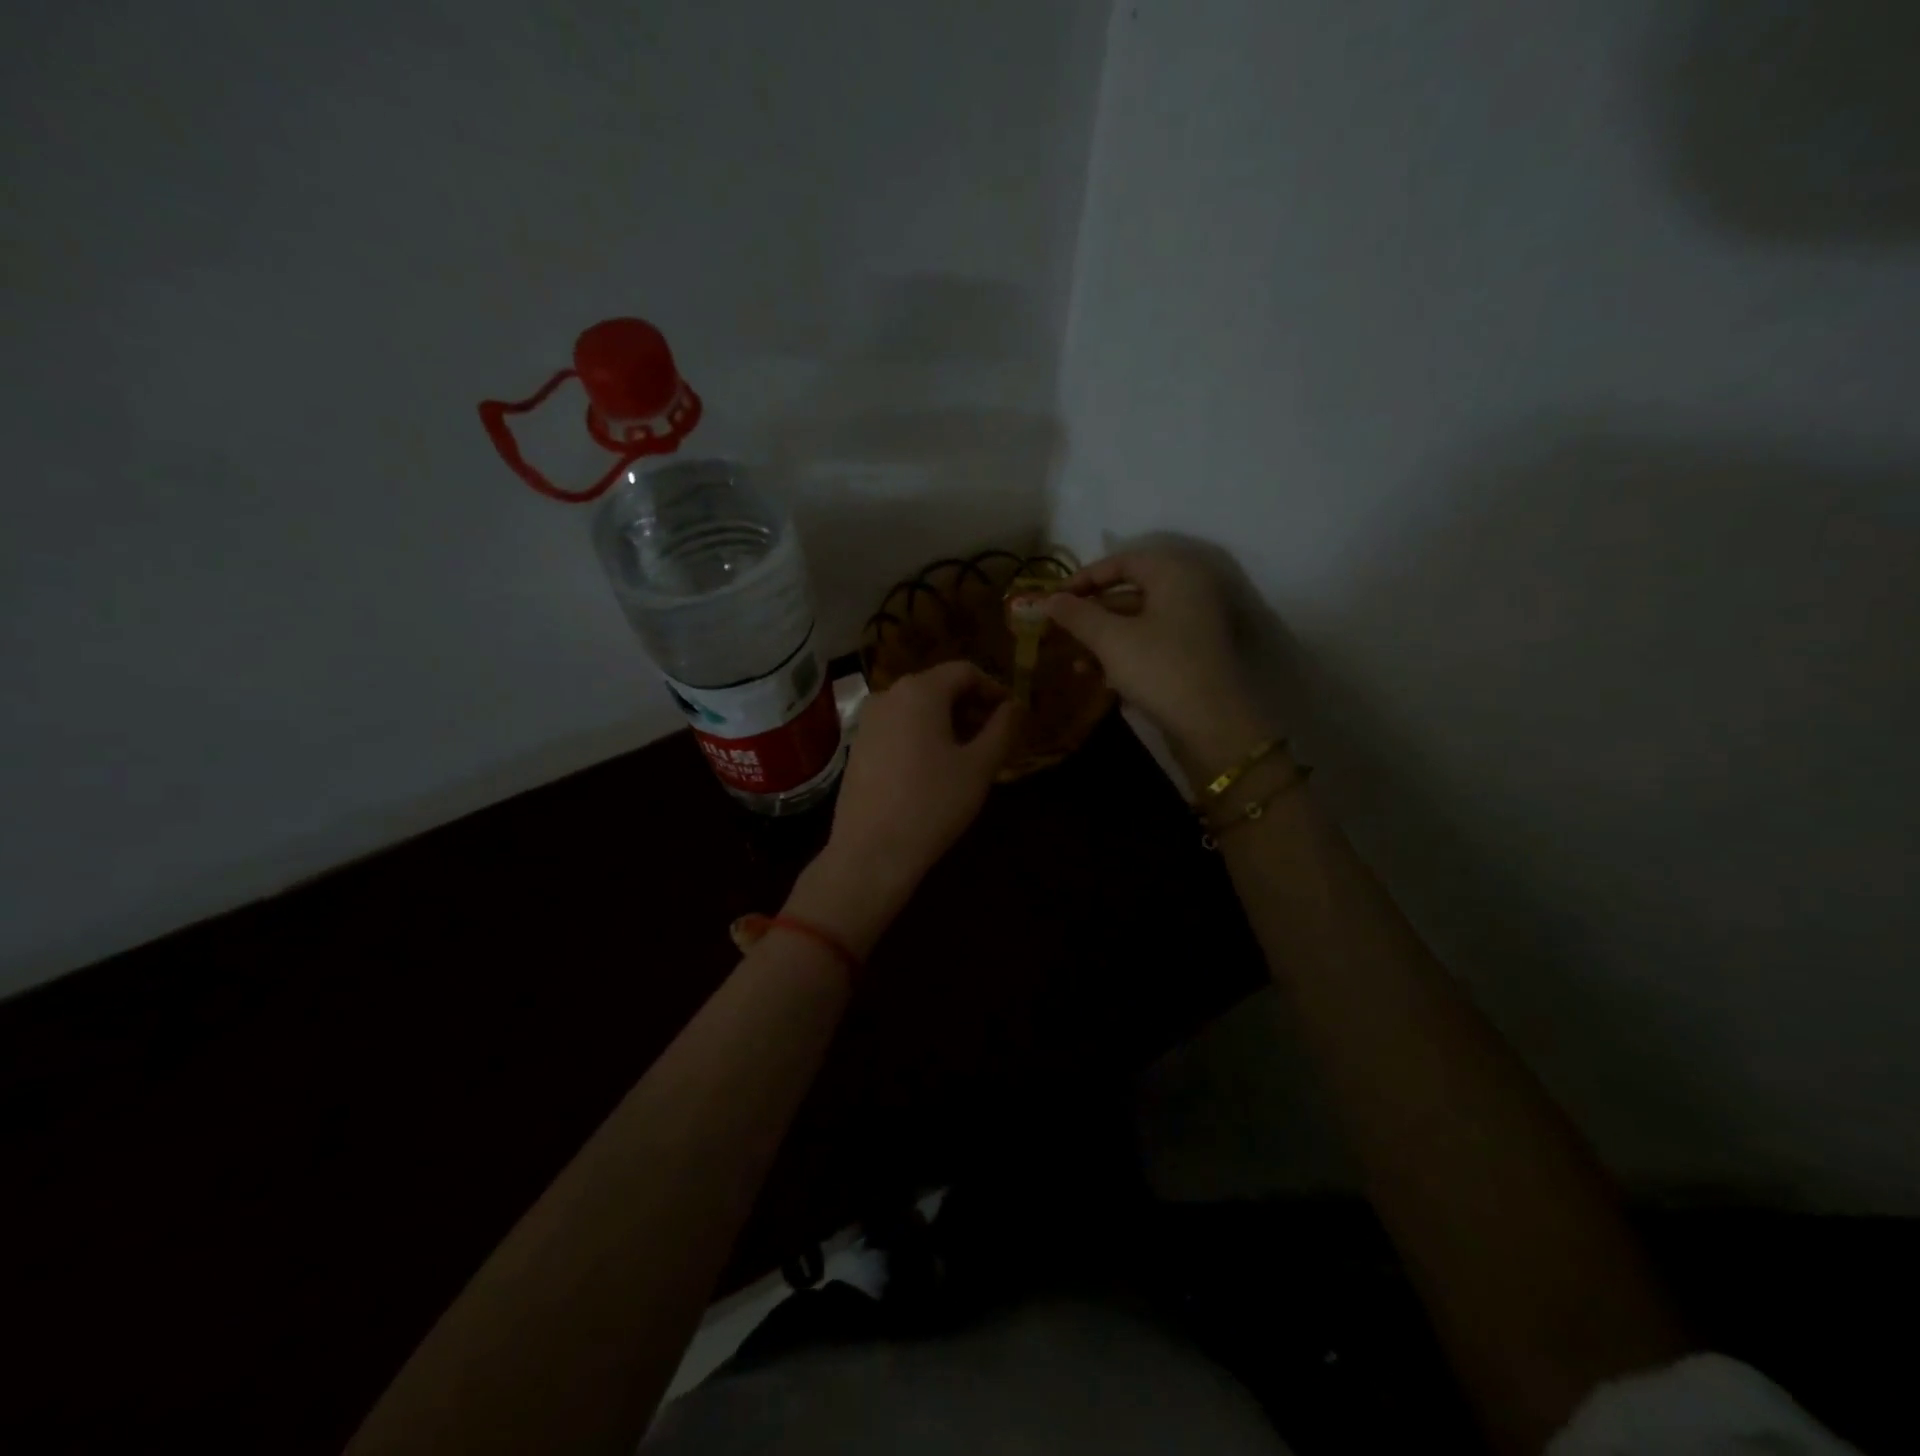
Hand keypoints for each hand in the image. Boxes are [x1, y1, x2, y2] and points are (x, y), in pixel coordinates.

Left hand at [819, 660, 1021, 907]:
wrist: (871, 852)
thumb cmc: (932, 804)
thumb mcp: (979, 767)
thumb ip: (1003, 729)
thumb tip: (1016, 705)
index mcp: (920, 691)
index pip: (965, 671)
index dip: (993, 688)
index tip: (1012, 715)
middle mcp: (888, 695)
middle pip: (939, 687)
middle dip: (970, 706)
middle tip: (994, 737)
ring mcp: (867, 721)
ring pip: (917, 708)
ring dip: (947, 722)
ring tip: (968, 755)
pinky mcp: (857, 746)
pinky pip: (898, 727)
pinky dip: (922, 735)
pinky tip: (934, 769)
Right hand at [1037, 550, 1270, 770]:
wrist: (1212, 724)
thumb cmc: (1160, 668)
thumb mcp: (1111, 640)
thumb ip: (1078, 615)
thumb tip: (1049, 599)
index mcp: (1174, 574)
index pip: (1122, 562)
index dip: (1084, 578)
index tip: (1055, 599)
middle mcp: (1188, 591)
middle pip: (1130, 592)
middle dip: (1092, 614)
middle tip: (1060, 631)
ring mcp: (1193, 625)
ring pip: (1138, 622)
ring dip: (1103, 640)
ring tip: (1076, 664)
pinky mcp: (1192, 656)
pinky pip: (1151, 644)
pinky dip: (1124, 655)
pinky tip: (1099, 679)